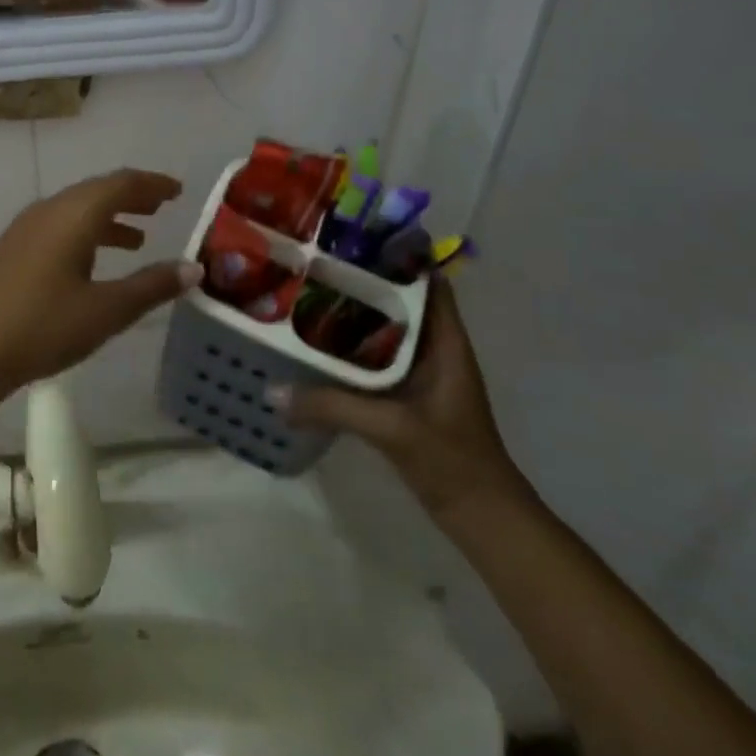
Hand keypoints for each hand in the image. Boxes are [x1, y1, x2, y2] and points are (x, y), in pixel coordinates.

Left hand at [0, 169, 200, 398]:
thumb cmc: (42, 326)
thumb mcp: (106, 310)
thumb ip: (151, 286)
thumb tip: (193, 268)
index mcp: (74, 214)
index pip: (122, 183)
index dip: (153, 184)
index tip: (178, 190)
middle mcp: (49, 210)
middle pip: (98, 191)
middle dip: (132, 197)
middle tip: (162, 207)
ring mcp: (25, 229)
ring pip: (77, 210)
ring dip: (110, 217)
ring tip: (139, 237)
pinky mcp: (12, 250)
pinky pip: (59, 227)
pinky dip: (87, 234)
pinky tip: (93, 263)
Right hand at [276, 276, 530, 523]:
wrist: (482, 518)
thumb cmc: (452, 460)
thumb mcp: (391, 428)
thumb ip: (332, 407)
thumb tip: (272, 390)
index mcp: (445, 341)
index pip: (427, 281)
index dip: (397, 255)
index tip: (355, 238)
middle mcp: (435, 348)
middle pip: (400, 300)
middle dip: (363, 281)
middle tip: (316, 262)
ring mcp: (422, 373)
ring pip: (386, 329)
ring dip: (355, 314)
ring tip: (309, 294)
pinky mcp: (408, 395)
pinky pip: (376, 357)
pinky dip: (351, 347)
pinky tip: (317, 346)